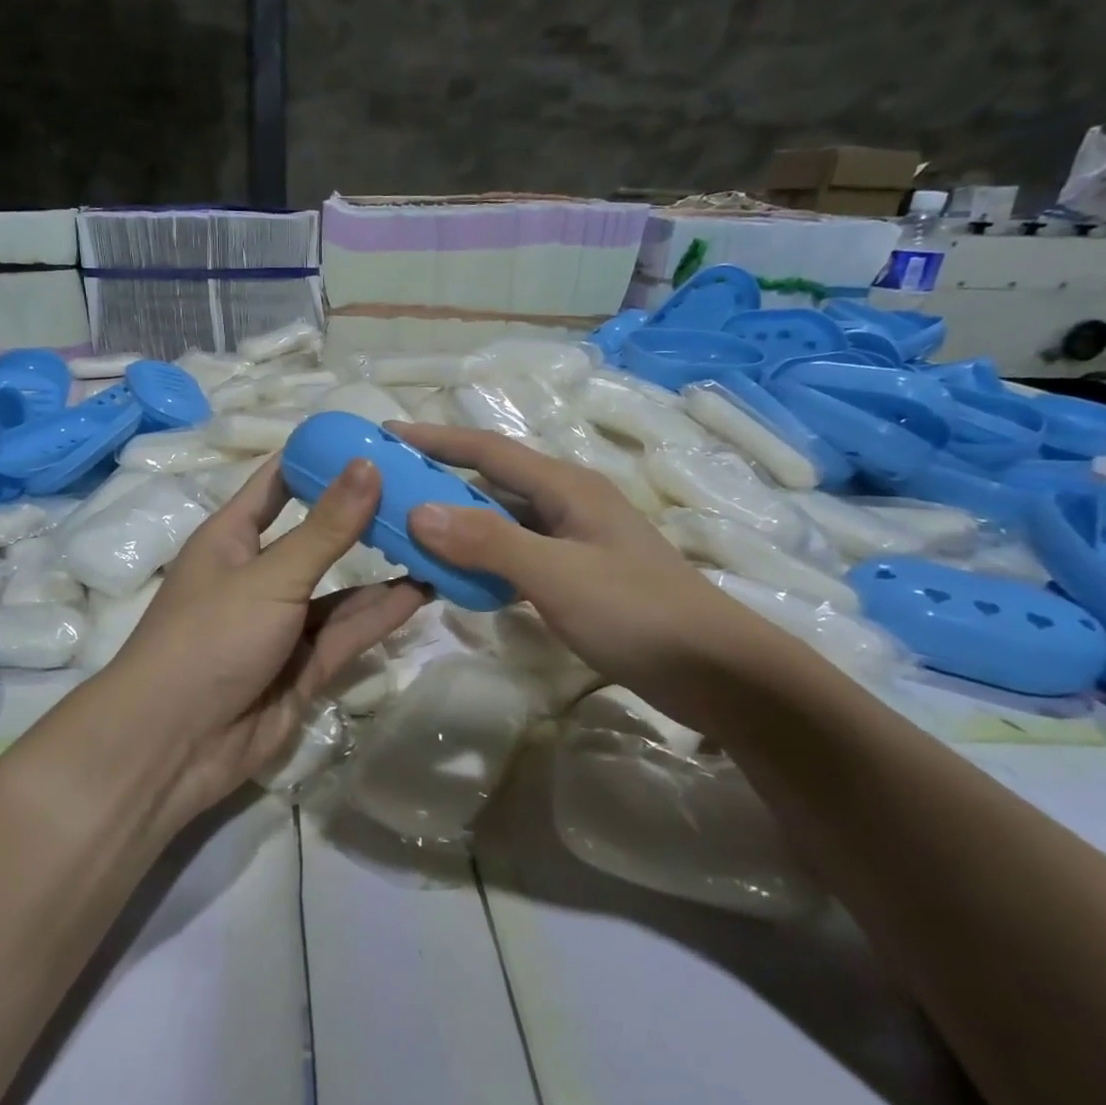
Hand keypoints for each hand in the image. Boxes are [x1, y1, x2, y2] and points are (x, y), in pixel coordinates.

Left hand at [100, 457, 427, 821]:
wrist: (175, 745)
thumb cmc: (210, 638)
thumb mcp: (271, 576)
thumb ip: (325, 528)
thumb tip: (367, 463)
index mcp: (232, 537)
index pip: (278, 482)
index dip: (319, 458)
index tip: (372, 439)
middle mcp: (260, 574)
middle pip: (318, 535)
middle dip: (364, 515)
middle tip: (422, 492)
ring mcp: (283, 623)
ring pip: (341, 588)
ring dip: (383, 568)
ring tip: (437, 541)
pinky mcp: (304, 666)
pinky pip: (348, 631)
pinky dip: (382, 613)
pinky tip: (425, 590)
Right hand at [389, 422, 778, 724]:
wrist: (717, 671)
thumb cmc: (638, 613)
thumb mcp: (557, 575)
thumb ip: (488, 542)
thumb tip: (418, 511)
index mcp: (567, 487)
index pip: (489, 450)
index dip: (437, 438)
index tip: (388, 433)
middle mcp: (568, 504)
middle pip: (492, 481)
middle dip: (440, 480)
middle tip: (388, 489)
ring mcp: (575, 541)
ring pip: (502, 520)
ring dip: (458, 522)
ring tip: (409, 531)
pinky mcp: (577, 575)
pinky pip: (515, 554)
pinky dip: (481, 558)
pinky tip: (458, 576)